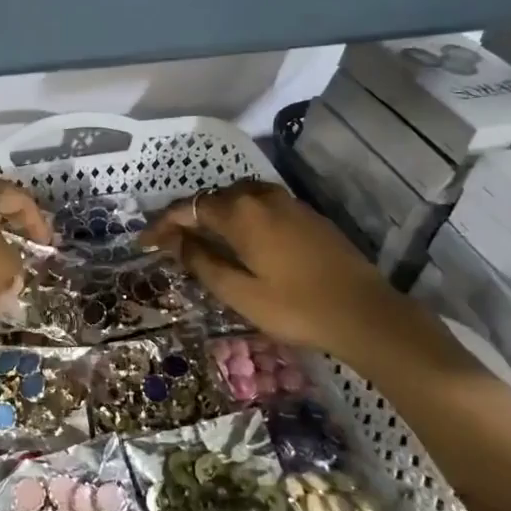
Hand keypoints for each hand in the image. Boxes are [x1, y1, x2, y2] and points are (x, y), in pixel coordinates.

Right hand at [144, 180, 407, 363]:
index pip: (189, 208)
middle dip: (187, 218)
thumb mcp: (239, 292)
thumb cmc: (296, 307)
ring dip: (214, 215)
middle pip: (212, 199)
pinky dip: (241, 217)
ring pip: (238, 199)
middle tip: (169, 244)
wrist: (366, 313)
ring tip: (201, 241)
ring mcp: (288, 202)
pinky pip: (260, 206)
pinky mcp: (307, 214)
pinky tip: (241, 241)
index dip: (162, 224)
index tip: (144, 242)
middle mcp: (261, 196)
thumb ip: (201, 262)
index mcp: (240, 212)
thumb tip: (175, 241)